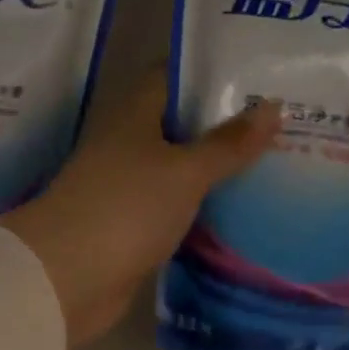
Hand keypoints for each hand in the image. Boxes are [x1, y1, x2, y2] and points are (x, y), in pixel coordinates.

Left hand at [0, 74, 280, 345]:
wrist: (67, 278)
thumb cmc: (125, 208)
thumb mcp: (184, 171)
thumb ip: (228, 143)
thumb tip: (272, 105)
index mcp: (134, 115)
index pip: (173, 77)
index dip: (212, 72)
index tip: (258, 73)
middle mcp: (129, 145)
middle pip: (182, 124)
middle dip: (226, 123)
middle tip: (281, 121)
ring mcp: (130, 187)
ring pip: (181, 168)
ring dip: (218, 167)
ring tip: (275, 161)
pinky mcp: (134, 226)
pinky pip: (177, 206)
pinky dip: (205, 206)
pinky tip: (243, 209)